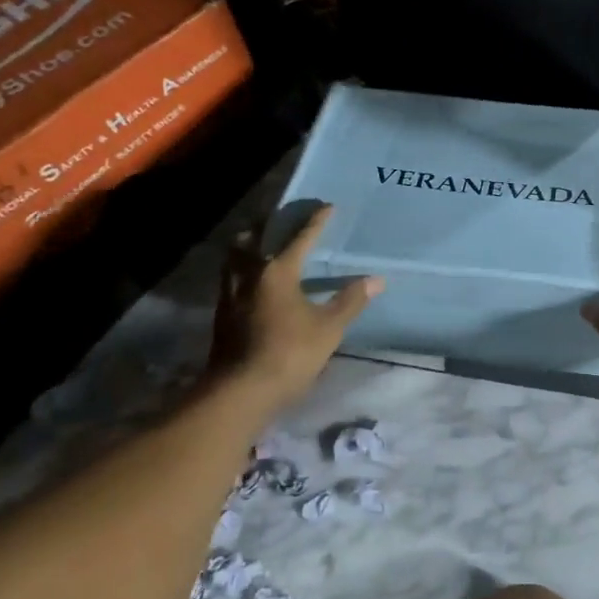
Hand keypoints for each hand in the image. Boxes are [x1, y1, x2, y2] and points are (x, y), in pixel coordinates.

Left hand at [203, 204, 381, 412]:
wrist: (240, 391)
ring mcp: (230, 294)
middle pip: (254, 238)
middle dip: (269, 225)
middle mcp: (249, 274)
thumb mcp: (328, 328)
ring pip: (235, 257)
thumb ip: (350, 301)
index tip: (327, 207)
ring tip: (261, 244)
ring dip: (249, 245)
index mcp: (277, 271)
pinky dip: (242, 268)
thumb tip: (376, 279)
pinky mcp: (222, 314)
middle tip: (282, 220)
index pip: (300, 238)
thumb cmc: (289, 353)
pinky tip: (252, 280)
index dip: (316, 222)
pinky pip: (231, 277)